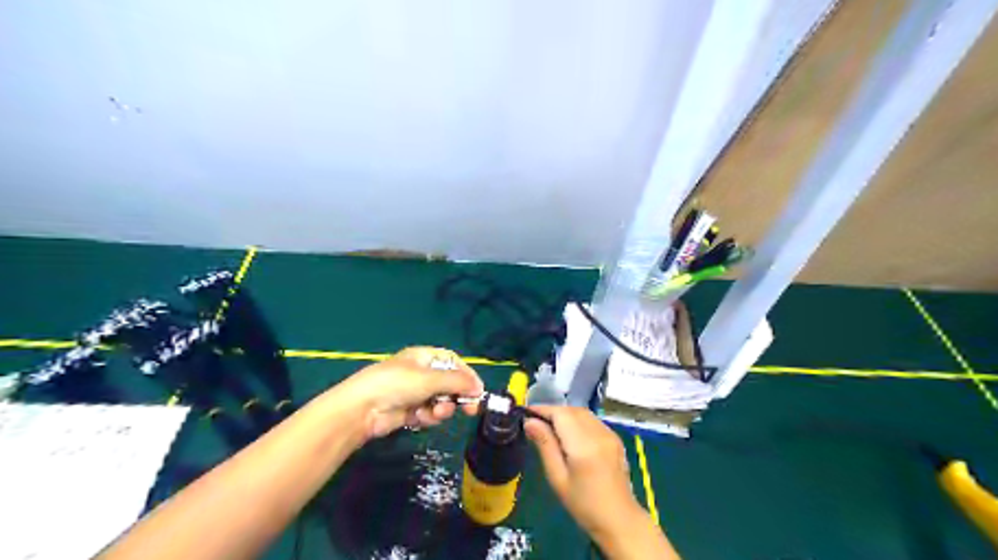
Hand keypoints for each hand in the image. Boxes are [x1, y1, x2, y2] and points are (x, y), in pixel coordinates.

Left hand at [330, 346, 483, 442]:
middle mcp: (420, 373)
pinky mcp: (408, 411)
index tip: (477, 390)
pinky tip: (421, 418)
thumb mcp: (430, 379)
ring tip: (437, 413)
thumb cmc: (397, 384)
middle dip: (458, 395)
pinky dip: (428, 416)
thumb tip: (479, 388)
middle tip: (469, 410)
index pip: (452, 362)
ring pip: (440, 400)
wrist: (363, 409)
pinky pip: (428, 413)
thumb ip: (458, 382)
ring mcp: (414, 393)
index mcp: (423, 357)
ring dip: (442, 408)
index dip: (466, 374)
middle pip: (448, 383)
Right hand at [522, 410, 637, 535]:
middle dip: (553, 411)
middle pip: (572, 410)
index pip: (560, 414)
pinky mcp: (615, 438)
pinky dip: (578, 420)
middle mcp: (598, 433)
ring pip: (583, 413)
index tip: (526, 412)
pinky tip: (571, 434)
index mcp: (583, 445)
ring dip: (566, 414)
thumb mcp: (557, 478)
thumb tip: (529, 422)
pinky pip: (593, 420)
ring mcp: (610, 434)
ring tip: (551, 427)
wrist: (619, 520)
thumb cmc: (584, 505)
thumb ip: (545, 445)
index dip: (543, 409)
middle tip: (536, 421)